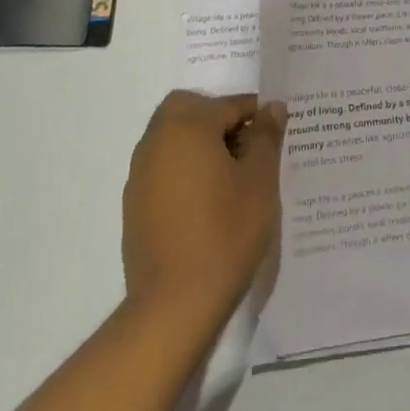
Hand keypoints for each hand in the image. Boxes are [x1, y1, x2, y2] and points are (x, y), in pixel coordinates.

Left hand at [122, 91, 284, 331]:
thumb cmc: (225, 233)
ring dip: (200, 144)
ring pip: (174, 138)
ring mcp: (140, 172)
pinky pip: (164, 168)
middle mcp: (157, 140)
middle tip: (247, 150)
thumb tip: (272, 107)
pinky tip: (207, 204)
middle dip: (220, 120)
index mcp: (187, 125)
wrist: (174, 305)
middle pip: (190, 109)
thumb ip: (266, 137)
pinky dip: (184, 170)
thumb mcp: (260, 181)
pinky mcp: (134, 203)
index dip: (257, 116)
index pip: (229, 105)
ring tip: (231, 179)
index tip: (275, 135)